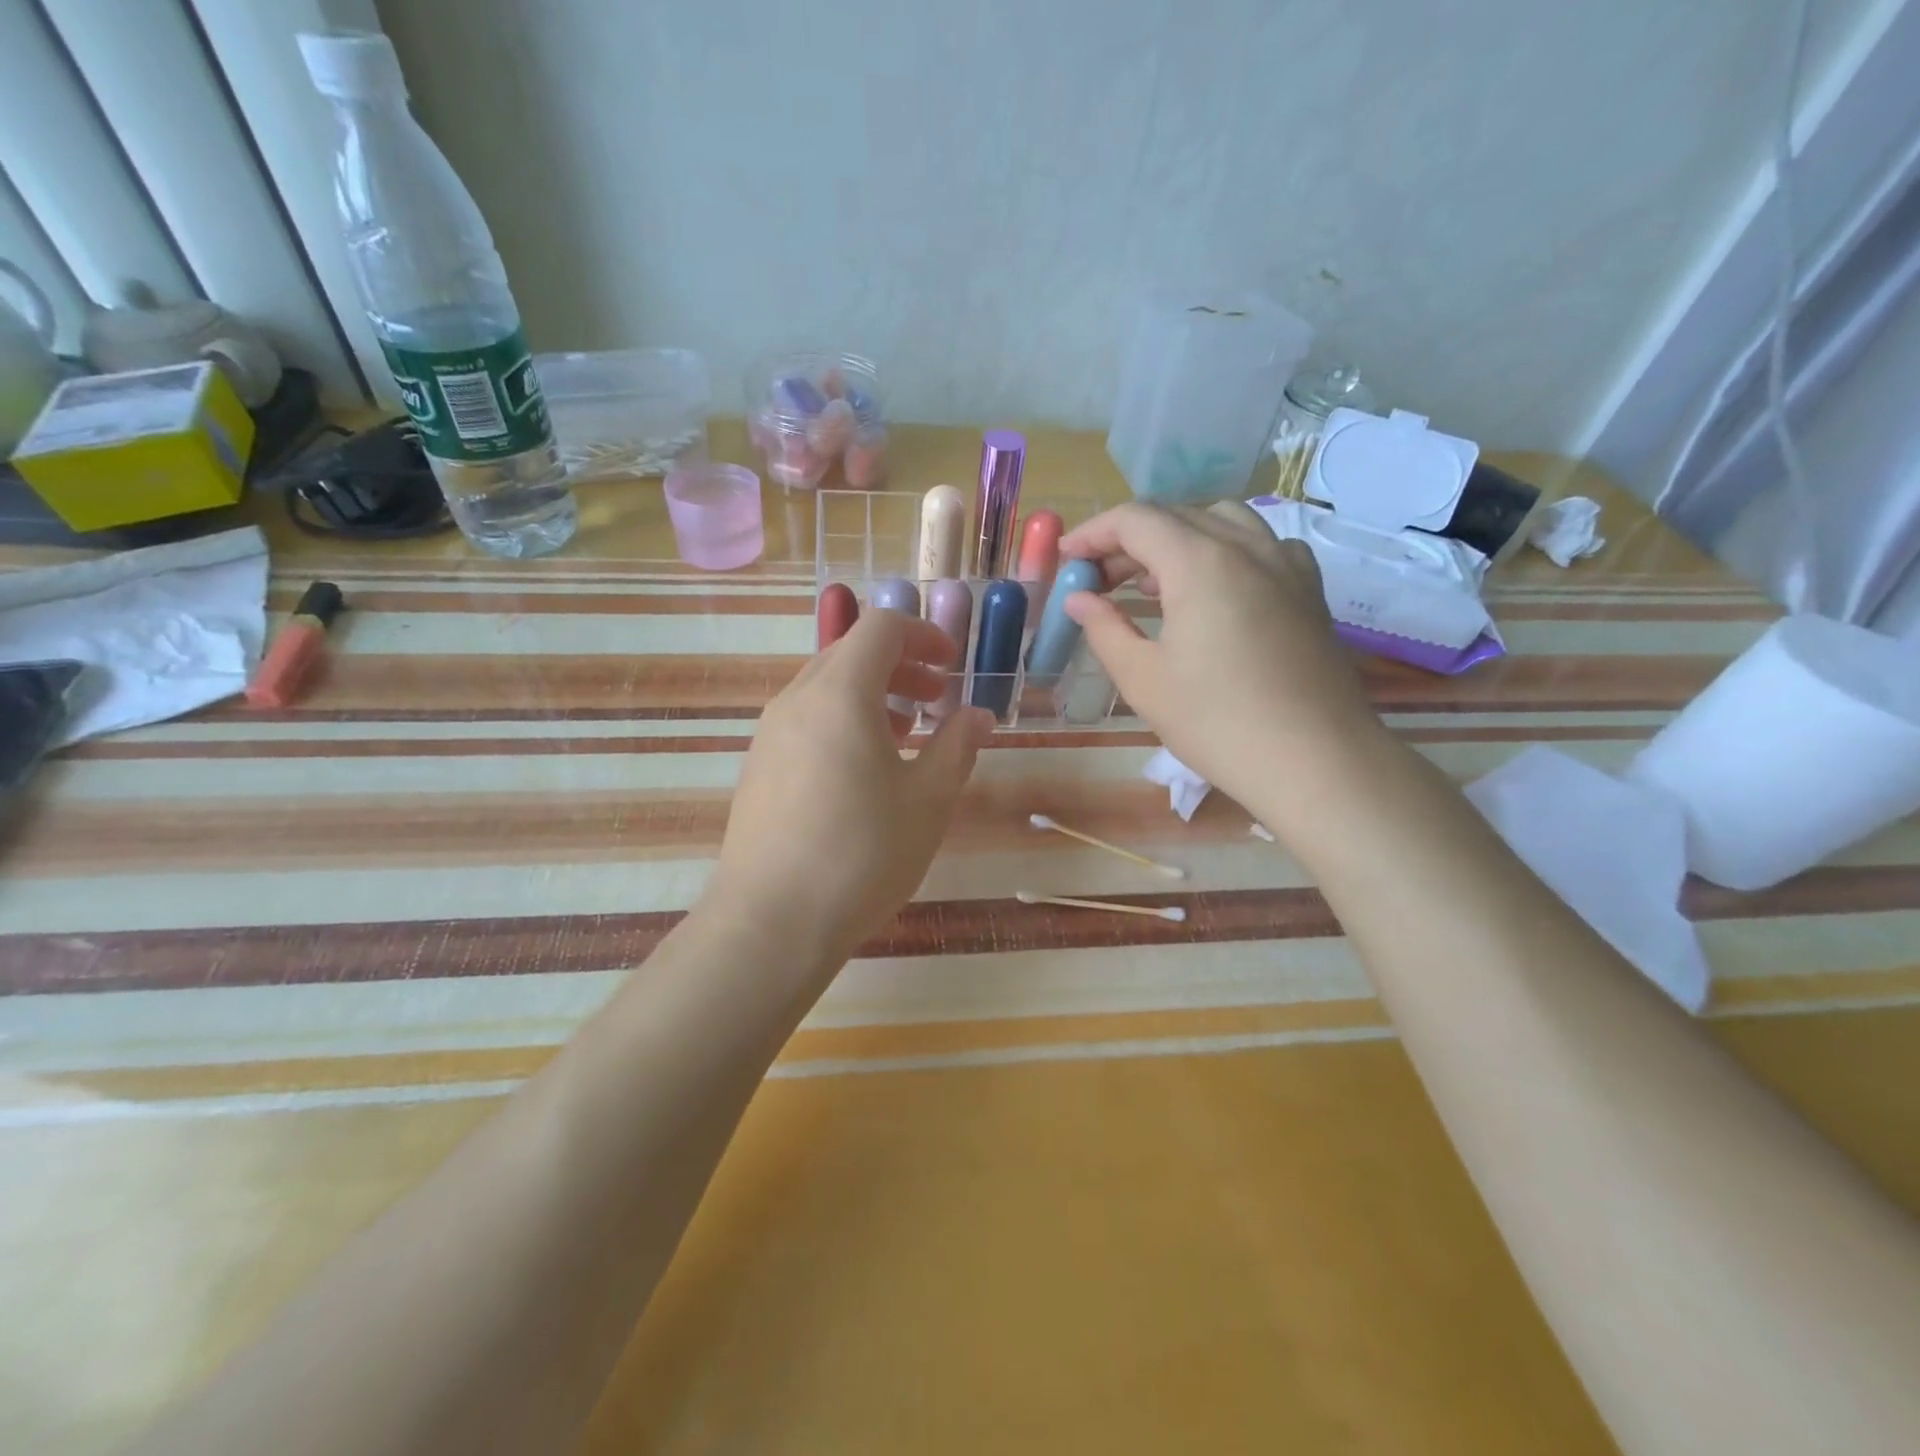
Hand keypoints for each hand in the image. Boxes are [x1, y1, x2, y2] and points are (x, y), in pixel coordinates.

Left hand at [705, 610, 992, 973]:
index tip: (952, 666)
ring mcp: (770, 734)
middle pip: (850, 653)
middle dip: (900, 666)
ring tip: (906, 735)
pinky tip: (863, 770)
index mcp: (840, 694)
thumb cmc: (862, 854)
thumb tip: (978, 717)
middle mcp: (797, 700)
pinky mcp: (758, 767)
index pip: (880, 628)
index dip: (923, 635)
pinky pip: (806, 720)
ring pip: (826, 688)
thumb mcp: (928, 800)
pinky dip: (842, 722)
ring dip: (871, 695)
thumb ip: (957, 747)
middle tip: (936, 700)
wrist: (771, 922)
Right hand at [1059, 502, 1380, 809]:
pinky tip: (1217, 589)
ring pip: (1222, 522)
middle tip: (1098, 581)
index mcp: (1200, 561)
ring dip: (1177, 539)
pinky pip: (1261, 545)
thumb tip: (1079, 598)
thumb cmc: (1217, 723)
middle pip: (1176, 517)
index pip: (1135, 520)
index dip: (1093, 532)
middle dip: (1128, 541)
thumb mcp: (1143, 680)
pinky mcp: (1309, 589)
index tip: (1066, 558)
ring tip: (1153, 582)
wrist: (1316, 761)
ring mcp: (1285, 564)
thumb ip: (1104, 628)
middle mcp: (1246, 546)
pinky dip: (1225, 551)